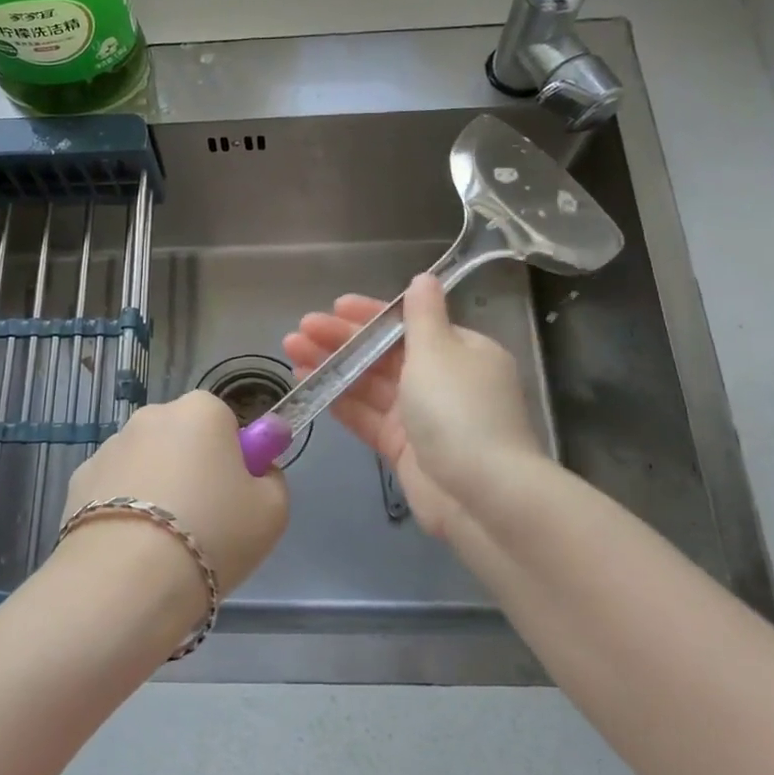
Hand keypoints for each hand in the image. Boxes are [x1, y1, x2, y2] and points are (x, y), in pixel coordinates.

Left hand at [63, 391, 289, 612]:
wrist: (128, 580)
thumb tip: (257, 470)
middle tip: (204, 522)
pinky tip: (129, 547)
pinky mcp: (78, 479)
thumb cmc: (213, 534)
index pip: (225, 423)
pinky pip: (113, 489)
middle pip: (182, 439)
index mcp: (201, 410)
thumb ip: (271, 478)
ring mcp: (110, 445)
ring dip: (155, 488)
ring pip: (145, 463)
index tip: (234, 498)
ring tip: (162, 544)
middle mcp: (152, 415)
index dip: (233, 460)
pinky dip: (121, 509)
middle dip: (191, 469)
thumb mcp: (273, 511)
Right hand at [283, 274, 548, 537]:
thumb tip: (423, 279)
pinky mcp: (403, 447)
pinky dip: (338, 398)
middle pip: (385, 352)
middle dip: (343, 339)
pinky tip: (307, 382)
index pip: (409, 324)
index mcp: (461, 351)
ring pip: (370, 383)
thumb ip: (422, 315)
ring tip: (291, 351)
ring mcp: (421, 416)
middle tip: (301, 328)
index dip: (370, 314)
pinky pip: (366, 415)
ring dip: (333, 364)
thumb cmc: (459, 410)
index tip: (335, 306)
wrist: (482, 495)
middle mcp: (442, 379)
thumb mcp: (440, 351)